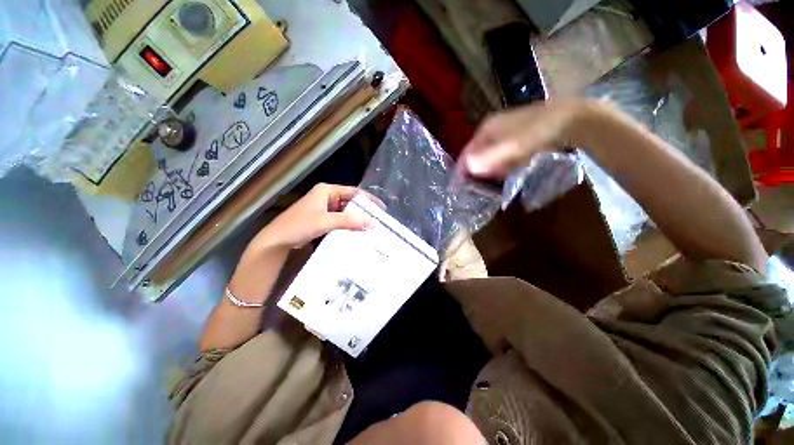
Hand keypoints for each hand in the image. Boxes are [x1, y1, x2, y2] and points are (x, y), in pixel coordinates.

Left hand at [252, 183, 371, 251]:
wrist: (277, 240)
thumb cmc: (299, 225)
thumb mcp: (325, 221)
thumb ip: (348, 221)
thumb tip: (371, 223)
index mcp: (327, 190)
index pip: (353, 192)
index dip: (368, 199)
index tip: (381, 209)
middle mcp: (327, 196)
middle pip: (351, 201)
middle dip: (364, 210)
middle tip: (378, 219)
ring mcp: (325, 208)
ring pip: (346, 211)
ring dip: (357, 218)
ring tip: (371, 226)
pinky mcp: (323, 218)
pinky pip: (341, 219)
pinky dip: (349, 224)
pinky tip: (357, 230)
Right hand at [459, 99, 593, 179]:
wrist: (570, 119)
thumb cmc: (537, 132)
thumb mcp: (512, 146)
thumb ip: (490, 157)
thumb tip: (468, 168)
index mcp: (486, 129)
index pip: (466, 153)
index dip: (462, 170)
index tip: (459, 188)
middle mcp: (491, 131)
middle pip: (476, 156)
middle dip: (474, 173)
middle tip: (472, 191)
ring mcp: (504, 135)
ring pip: (489, 157)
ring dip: (487, 172)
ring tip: (486, 187)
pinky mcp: (515, 140)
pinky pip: (502, 158)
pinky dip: (501, 168)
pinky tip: (505, 175)